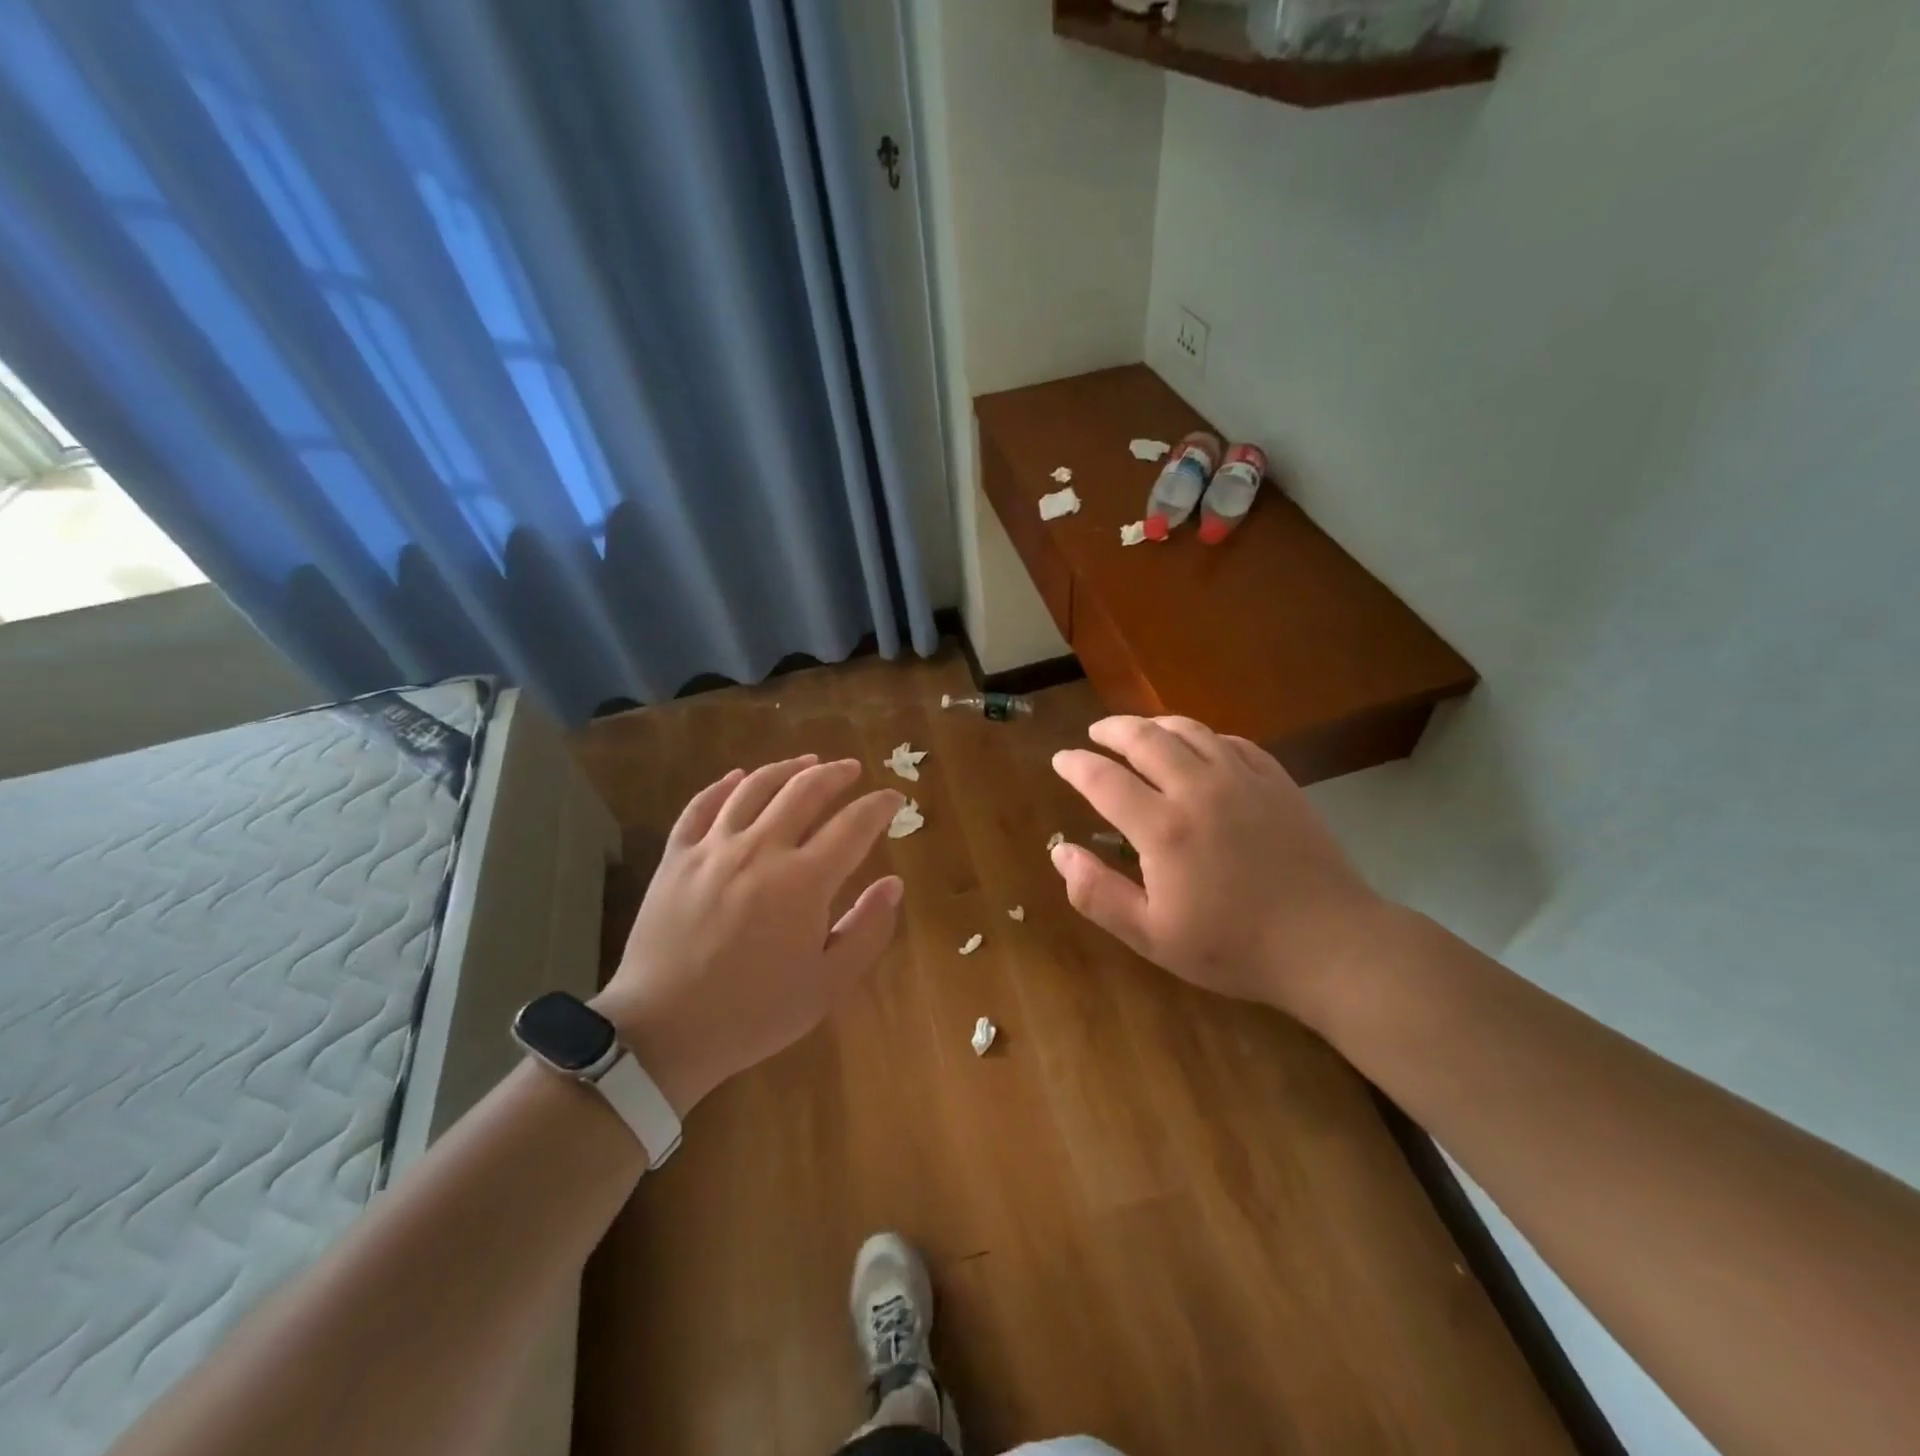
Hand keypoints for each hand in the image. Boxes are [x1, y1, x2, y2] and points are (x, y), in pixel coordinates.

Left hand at [593, 755, 903, 1115]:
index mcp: (804, 881)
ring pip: (754, 787)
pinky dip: (723, 785)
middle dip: (836, 774)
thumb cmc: (754, 1013)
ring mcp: (713, 848)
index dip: (879, 806)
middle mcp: (761, 849)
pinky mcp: (676, 857)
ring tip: (806, 762)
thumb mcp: (827, 985)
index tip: (893, 799)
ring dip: (786, 768)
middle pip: (805, 790)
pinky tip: (737, 777)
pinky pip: (701, 806)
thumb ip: (867, 930)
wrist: (663, 1032)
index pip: (853, 825)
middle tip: (852, 769)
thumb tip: (894, 884)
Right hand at [1050, 716, 1383, 1021]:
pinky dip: (1203, 736)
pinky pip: (1231, 741)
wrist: (1328, 944)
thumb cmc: (1233, 947)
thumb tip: (1060, 852)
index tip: (1061, 759)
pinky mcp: (1276, 781)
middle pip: (1146, 738)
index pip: (1104, 779)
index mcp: (1163, 828)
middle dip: (1112, 730)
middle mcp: (1198, 789)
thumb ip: (1098, 894)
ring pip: (1190, 730)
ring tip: (1139, 731)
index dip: (1076, 765)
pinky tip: (1199, 747)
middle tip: (1096, 733)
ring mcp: (1243, 779)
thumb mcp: (1152, 936)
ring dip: (1155, 724)